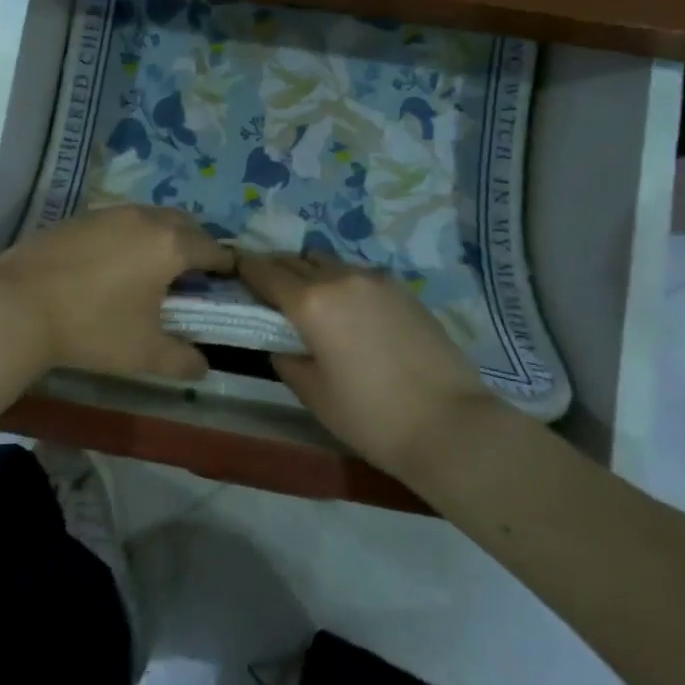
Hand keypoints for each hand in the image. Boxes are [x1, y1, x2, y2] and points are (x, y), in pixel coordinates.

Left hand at [0, 207, 236, 380]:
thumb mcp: (144, 354)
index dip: (226, 267)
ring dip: (161, 237)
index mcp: (169, 245)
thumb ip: (183, 360)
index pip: (213, 249)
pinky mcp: (78, 217)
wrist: (16, 305)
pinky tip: (113, 265)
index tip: (230, 282)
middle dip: (196, 245)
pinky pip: (118, 222)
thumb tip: (203, 366)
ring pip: (149, 218)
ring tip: (153, 269)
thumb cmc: (91, 327)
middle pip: (184, 224)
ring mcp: (107, 213)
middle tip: (193, 276)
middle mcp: (143, 218)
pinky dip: (129, 237)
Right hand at [238, 253, 501, 478]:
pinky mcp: (403, 290)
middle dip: (276, 269)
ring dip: (311, 274)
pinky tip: (349, 313)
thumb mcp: (313, 393)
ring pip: (329, 263)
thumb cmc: (370, 416)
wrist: (451, 425)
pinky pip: (358, 275)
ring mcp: (376, 280)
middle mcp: (340, 278)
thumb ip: (286, 358)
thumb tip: (282, 342)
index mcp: (310, 302)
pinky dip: (342, 284)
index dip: (244, 268)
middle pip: (296, 259)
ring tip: (310, 302)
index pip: (265, 271)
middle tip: (266, 291)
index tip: (233, 270)